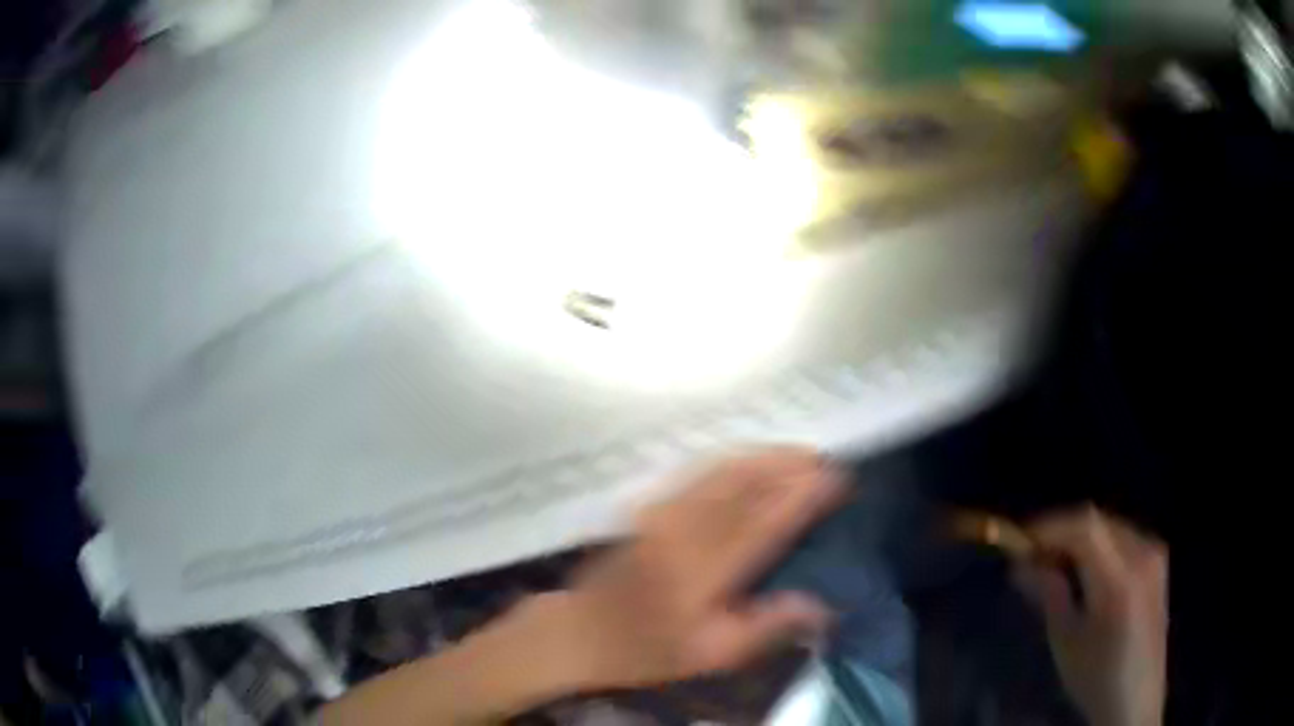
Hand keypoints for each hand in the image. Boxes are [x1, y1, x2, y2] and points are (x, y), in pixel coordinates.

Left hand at [558, 448, 845, 688]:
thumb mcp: (710, 655)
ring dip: (762, 456)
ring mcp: (661, 512)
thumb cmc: (647, 650)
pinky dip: (731, 459)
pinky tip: (748, 460)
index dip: (804, 494)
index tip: (836, 477)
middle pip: (744, 483)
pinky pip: (697, 471)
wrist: (581, 632)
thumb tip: (821, 606)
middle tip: (823, 459)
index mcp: (704, 570)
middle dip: (788, 464)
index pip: (765, 520)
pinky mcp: (648, 507)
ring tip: (797, 454)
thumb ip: (766, 627)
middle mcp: (684, 530)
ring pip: (721, 469)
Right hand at [1016, 507, 1167, 725]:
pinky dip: (1098, 545)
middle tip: (1033, 557)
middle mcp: (1142, 555)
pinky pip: (1122, 538)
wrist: (1135, 696)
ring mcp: (1154, 554)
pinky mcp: (1157, 562)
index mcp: (1119, 580)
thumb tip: (1023, 564)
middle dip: (1062, 533)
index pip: (1085, 527)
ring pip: (1110, 527)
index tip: (1021, 541)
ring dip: (1080, 538)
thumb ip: (1049, 595)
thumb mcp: (1065, 642)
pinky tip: (1085, 571)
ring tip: (1055, 565)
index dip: (1051, 527)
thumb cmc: (1095, 677)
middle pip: (1098, 522)